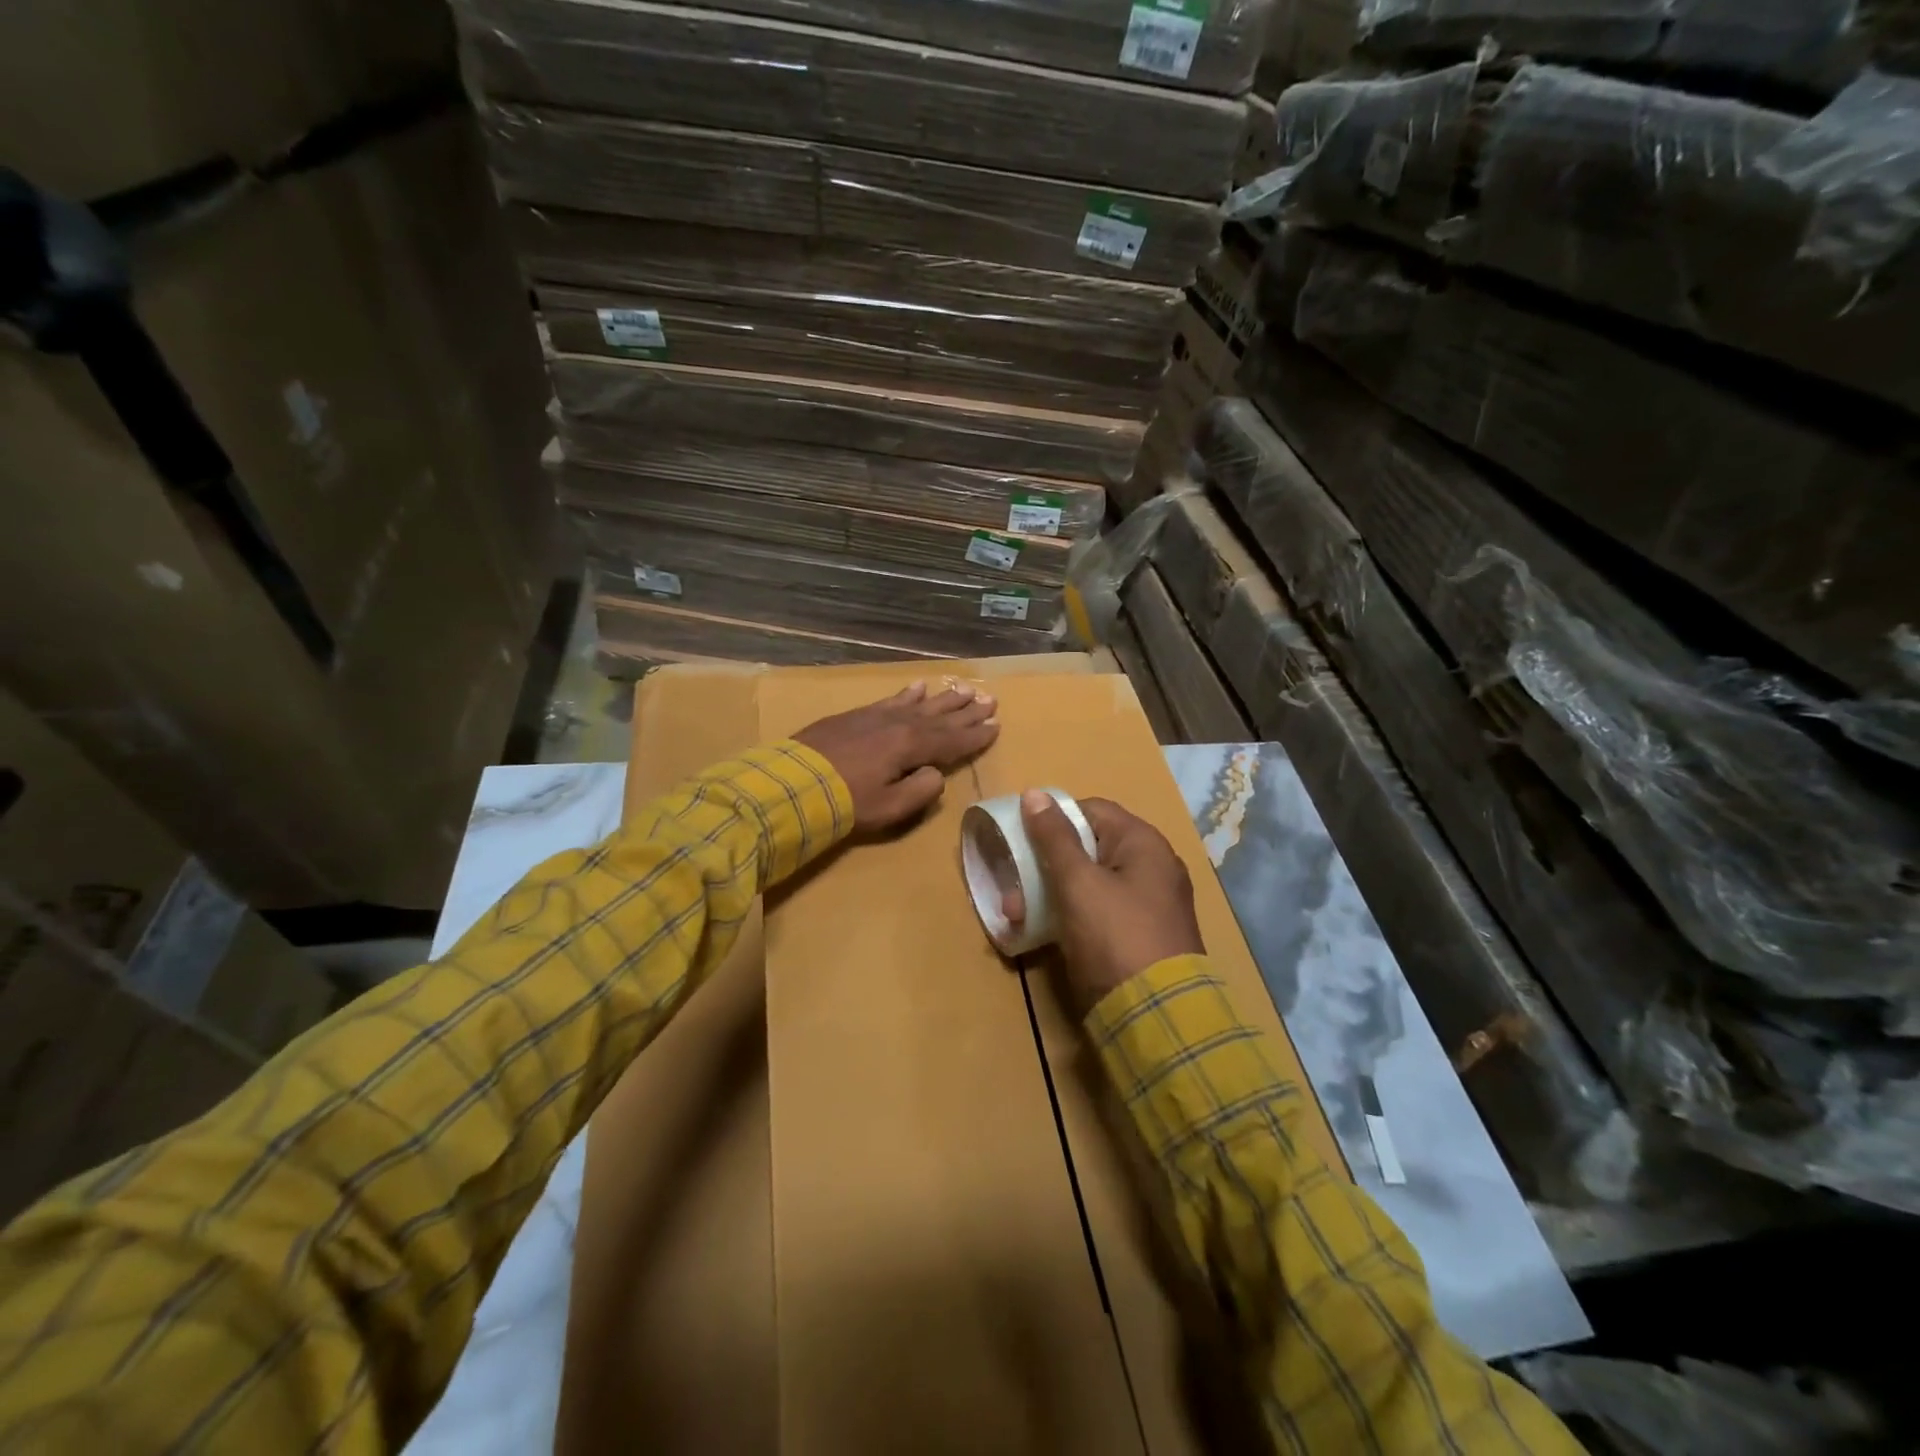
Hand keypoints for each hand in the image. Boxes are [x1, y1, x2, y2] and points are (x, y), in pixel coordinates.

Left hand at [793, 680, 999, 832]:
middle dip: (967, 710)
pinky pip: (891, 699)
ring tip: (964, 689)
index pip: (953, 741)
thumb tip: (936, 774)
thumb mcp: (890, 808)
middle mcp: (900, 725)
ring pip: (920, 704)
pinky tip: (919, 686)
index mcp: (912, 747)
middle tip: (990, 699)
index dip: (976, 735)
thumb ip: (921, 791)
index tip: (997, 726)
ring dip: (944, 699)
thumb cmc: (846, 803)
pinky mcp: (857, 715)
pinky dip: (908, 694)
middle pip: (941, 717)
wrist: (793, 783)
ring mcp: (877, 716)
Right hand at [1010, 791, 1203, 1010]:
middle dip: (1046, 865)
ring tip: (1017, 916)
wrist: (1157, 1016)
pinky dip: (1070, 916)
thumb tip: (1034, 794)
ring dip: (1050, 893)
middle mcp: (1152, 867)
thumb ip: (1054, 838)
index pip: (1092, 810)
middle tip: (1012, 887)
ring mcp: (1148, 904)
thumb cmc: (1115, 936)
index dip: (1054, 819)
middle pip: (1089, 848)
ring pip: (1089, 883)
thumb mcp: (1078, 883)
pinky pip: (1098, 912)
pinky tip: (1038, 932)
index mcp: (1144, 844)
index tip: (1021, 838)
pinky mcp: (1140, 936)